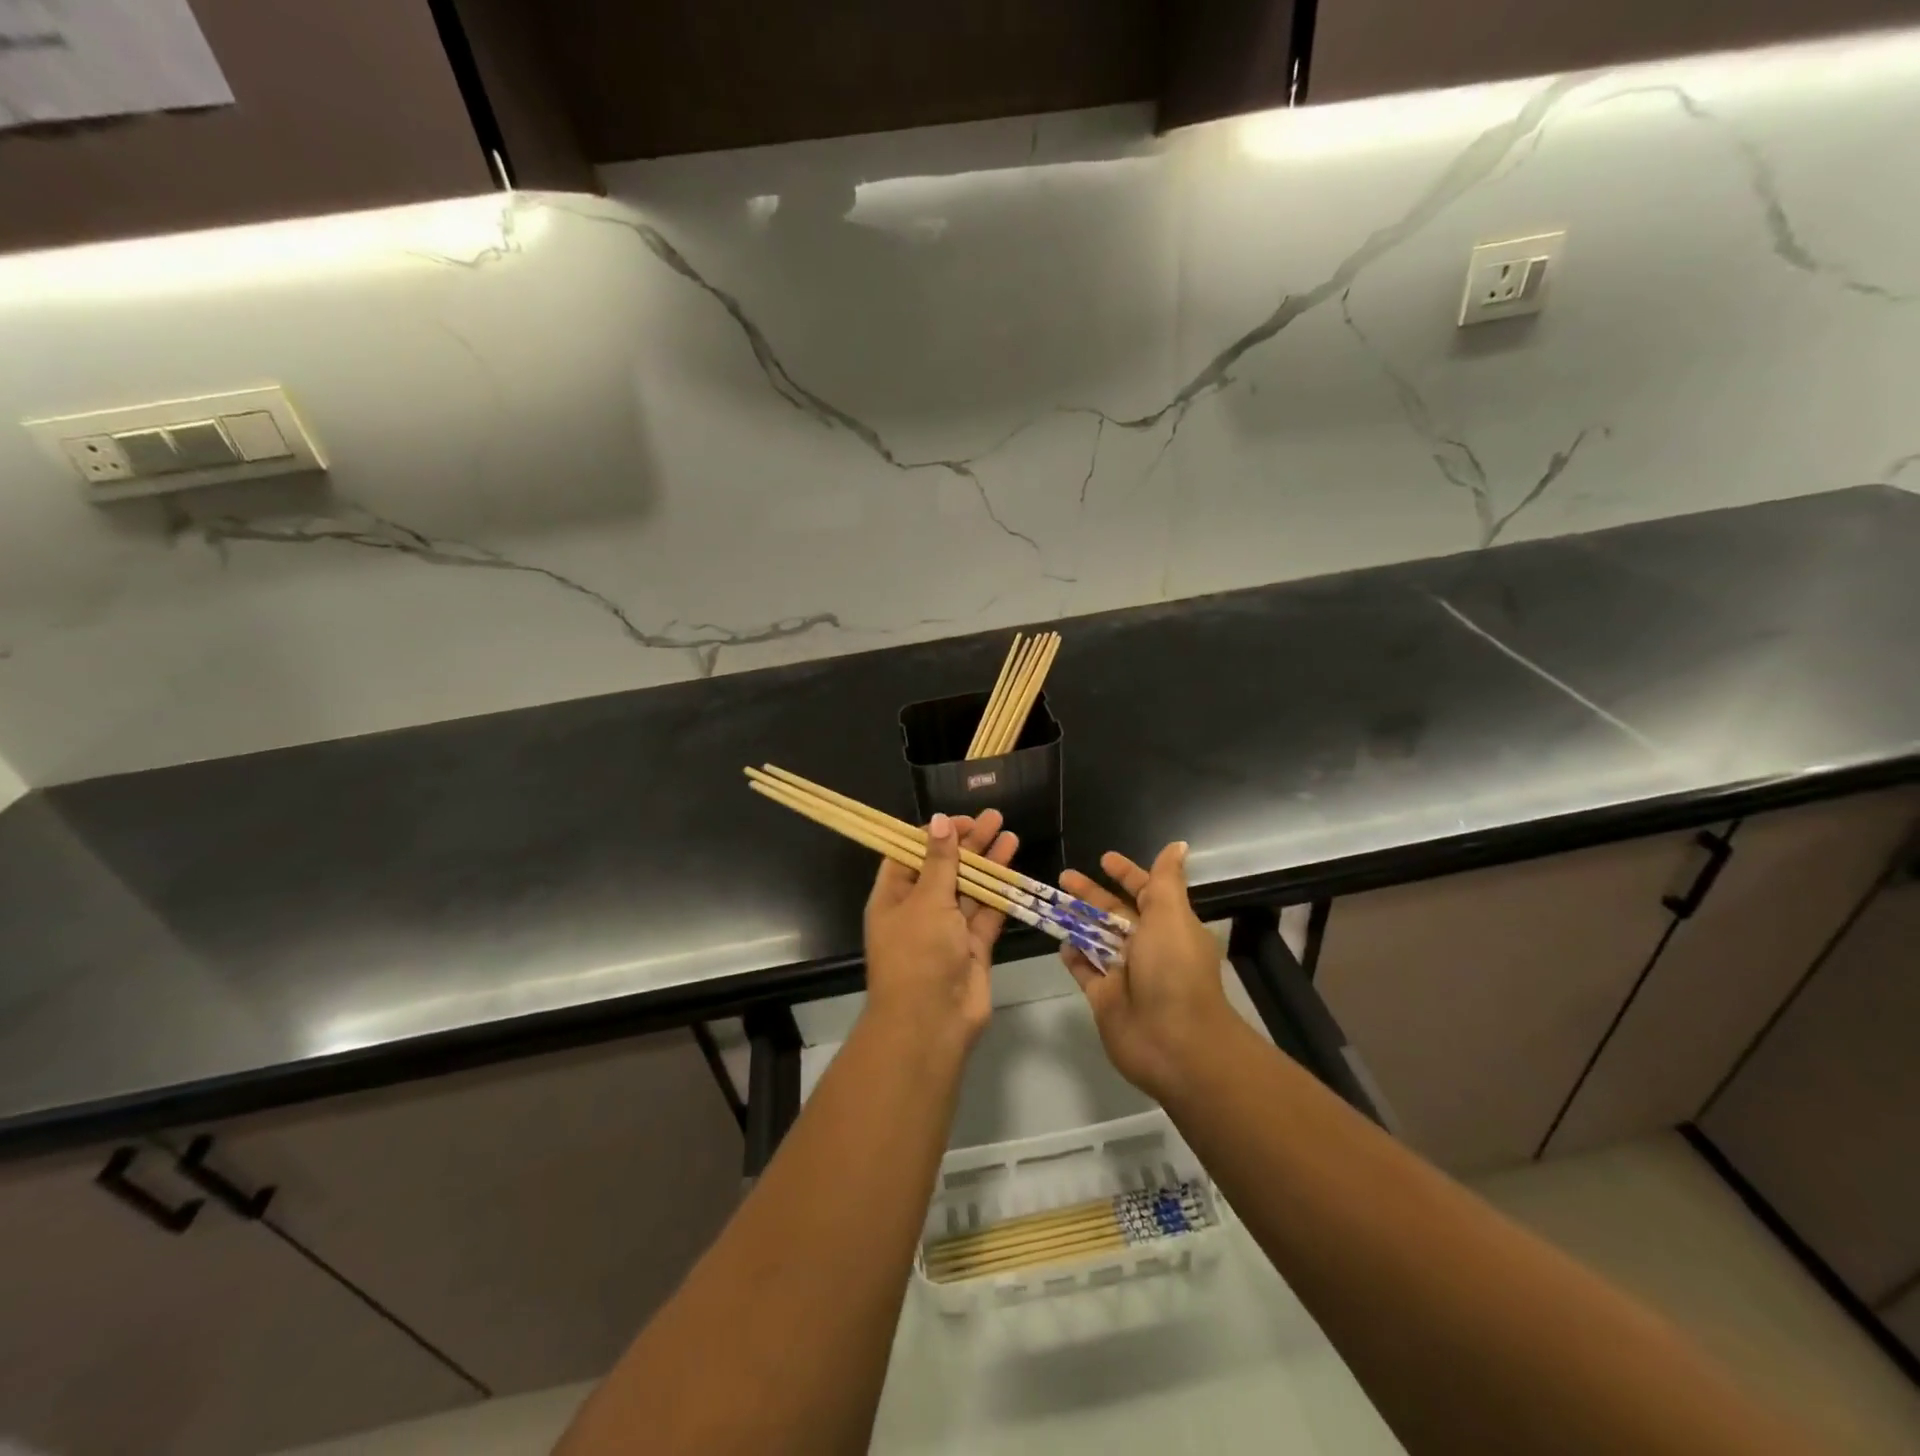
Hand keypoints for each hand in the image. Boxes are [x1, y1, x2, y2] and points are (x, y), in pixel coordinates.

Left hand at [863, 810, 1018, 1049]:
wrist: (931, 1022)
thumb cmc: (918, 953)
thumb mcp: (926, 900)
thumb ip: (940, 861)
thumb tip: (938, 821)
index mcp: (893, 897)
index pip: (910, 854)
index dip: (933, 834)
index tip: (959, 819)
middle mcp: (918, 910)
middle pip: (944, 868)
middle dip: (968, 843)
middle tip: (994, 818)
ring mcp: (947, 930)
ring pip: (969, 888)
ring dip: (988, 863)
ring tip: (1010, 834)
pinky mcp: (972, 947)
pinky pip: (987, 914)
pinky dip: (1000, 893)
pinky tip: (1015, 869)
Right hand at [1060, 843, 1236, 1101]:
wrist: (1175, 1042)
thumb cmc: (1174, 971)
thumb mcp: (1171, 916)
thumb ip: (1165, 881)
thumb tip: (1179, 845)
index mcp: (1169, 925)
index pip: (1146, 891)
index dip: (1126, 873)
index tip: (1103, 858)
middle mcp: (1148, 947)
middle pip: (1115, 914)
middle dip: (1091, 894)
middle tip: (1063, 876)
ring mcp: (1125, 974)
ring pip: (1096, 939)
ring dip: (1077, 921)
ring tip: (1050, 902)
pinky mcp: (1105, 998)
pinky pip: (1085, 970)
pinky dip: (1073, 956)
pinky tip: (1059, 941)